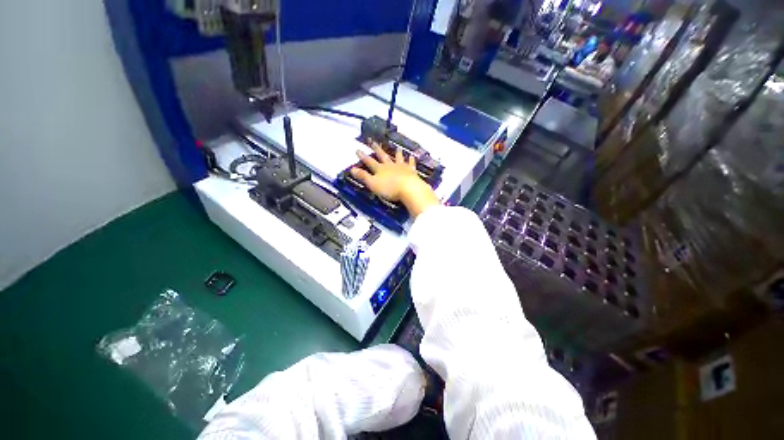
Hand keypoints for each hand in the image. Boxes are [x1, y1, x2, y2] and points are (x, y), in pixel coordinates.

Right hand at [350, 144, 439, 217]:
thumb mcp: (373, 184)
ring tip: (397, 148)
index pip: (369, 162)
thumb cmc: (389, 188)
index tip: (358, 150)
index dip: (363, 156)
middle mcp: (390, 166)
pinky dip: (411, 160)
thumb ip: (363, 176)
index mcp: (380, 169)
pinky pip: (411, 164)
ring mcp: (402, 167)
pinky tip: (412, 156)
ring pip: (398, 158)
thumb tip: (351, 169)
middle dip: (377, 149)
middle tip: (373, 141)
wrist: (409, 189)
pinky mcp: (411, 171)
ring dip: (397, 153)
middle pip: (383, 156)